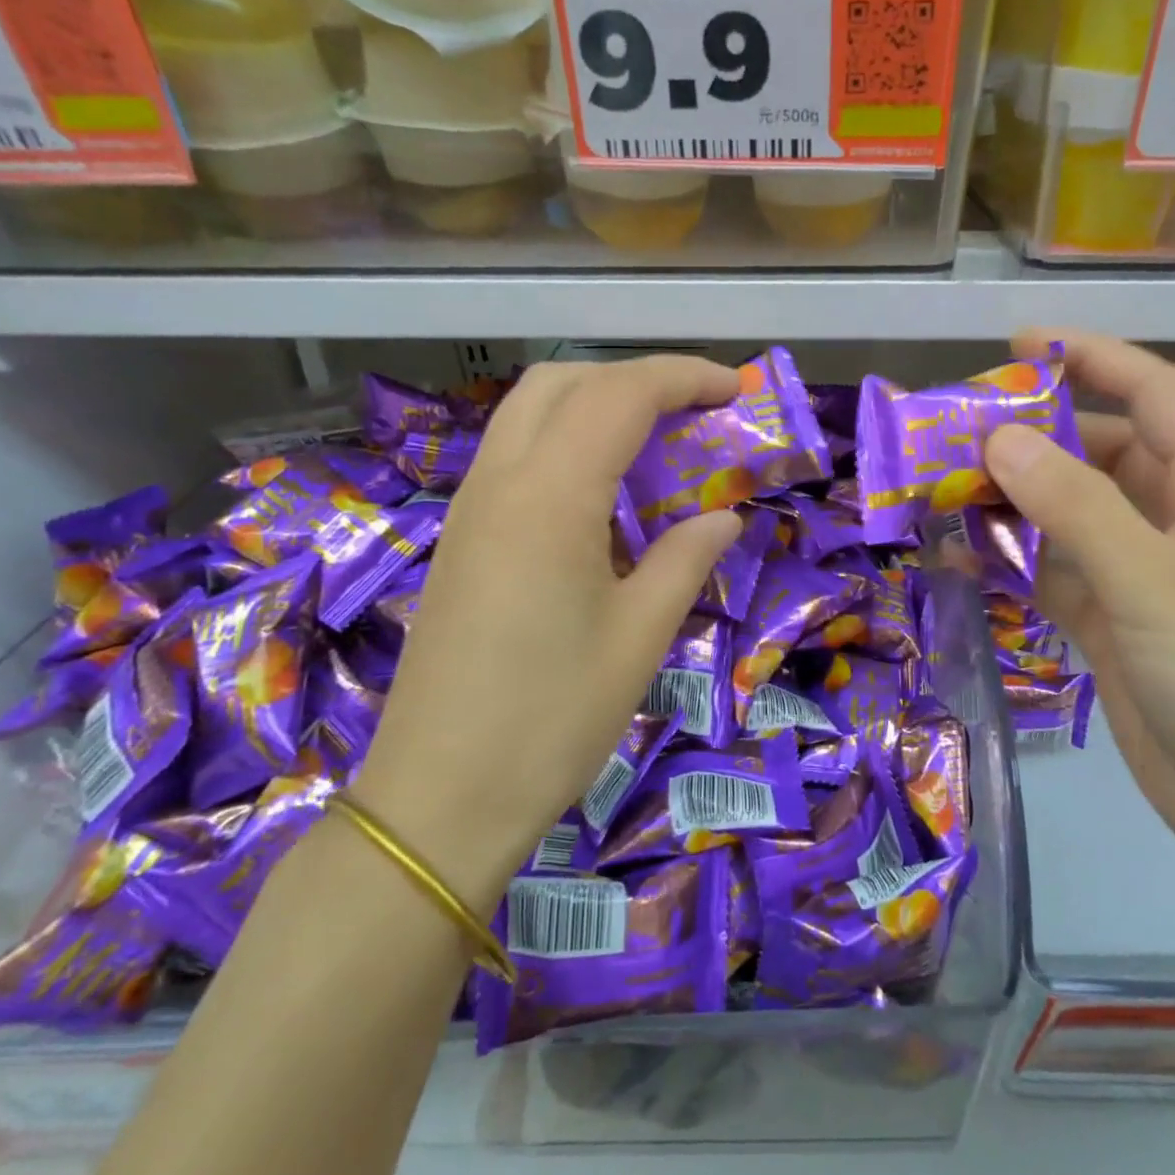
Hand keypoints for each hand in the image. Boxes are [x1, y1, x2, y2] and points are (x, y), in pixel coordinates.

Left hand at [352, 357, 743, 910]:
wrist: (440, 798)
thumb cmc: (552, 719)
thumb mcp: (641, 637)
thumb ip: (687, 558)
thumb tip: (724, 516)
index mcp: (549, 498)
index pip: (620, 395)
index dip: (683, 377)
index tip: (734, 388)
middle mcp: (500, 482)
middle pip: (564, 381)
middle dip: (636, 377)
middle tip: (693, 412)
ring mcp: (471, 508)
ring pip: (531, 412)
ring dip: (597, 403)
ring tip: (655, 441)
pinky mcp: (462, 539)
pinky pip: (516, 454)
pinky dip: (567, 441)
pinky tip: (603, 493)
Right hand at [984, 330, 1174, 879]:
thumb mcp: (1151, 583)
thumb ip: (1075, 506)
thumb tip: (999, 438)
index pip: (1157, 395)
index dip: (1097, 357)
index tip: (1022, 343)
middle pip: (1100, 452)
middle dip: (1033, 435)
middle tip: (956, 431)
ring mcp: (1142, 576)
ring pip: (1068, 513)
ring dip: (1012, 500)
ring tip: (942, 490)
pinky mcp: (1112, 623)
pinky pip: (1052, 571)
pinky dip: (1009, 560)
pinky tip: (961, 558)